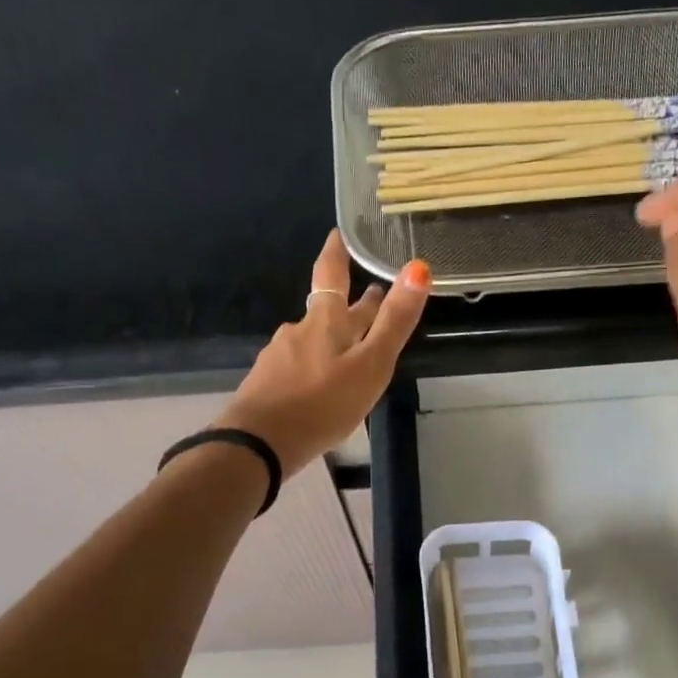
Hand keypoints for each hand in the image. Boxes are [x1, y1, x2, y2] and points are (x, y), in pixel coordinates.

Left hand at [220, 231, 431, 474]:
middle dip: (350, 305)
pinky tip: (319, 386)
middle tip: (371, 298)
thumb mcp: (371, 364)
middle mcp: (299, 331)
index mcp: (325, 322)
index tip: (338, 234)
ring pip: (312, 341)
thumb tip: (418, 268)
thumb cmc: (322, 403)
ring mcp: (279, 358)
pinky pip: (297, 367)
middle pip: (327, 311)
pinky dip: (314, 368)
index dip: (336, 252)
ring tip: (350, 352)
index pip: (331, 275)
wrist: (259, 443)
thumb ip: (394, 321)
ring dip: (333, 339)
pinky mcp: (267, 384)